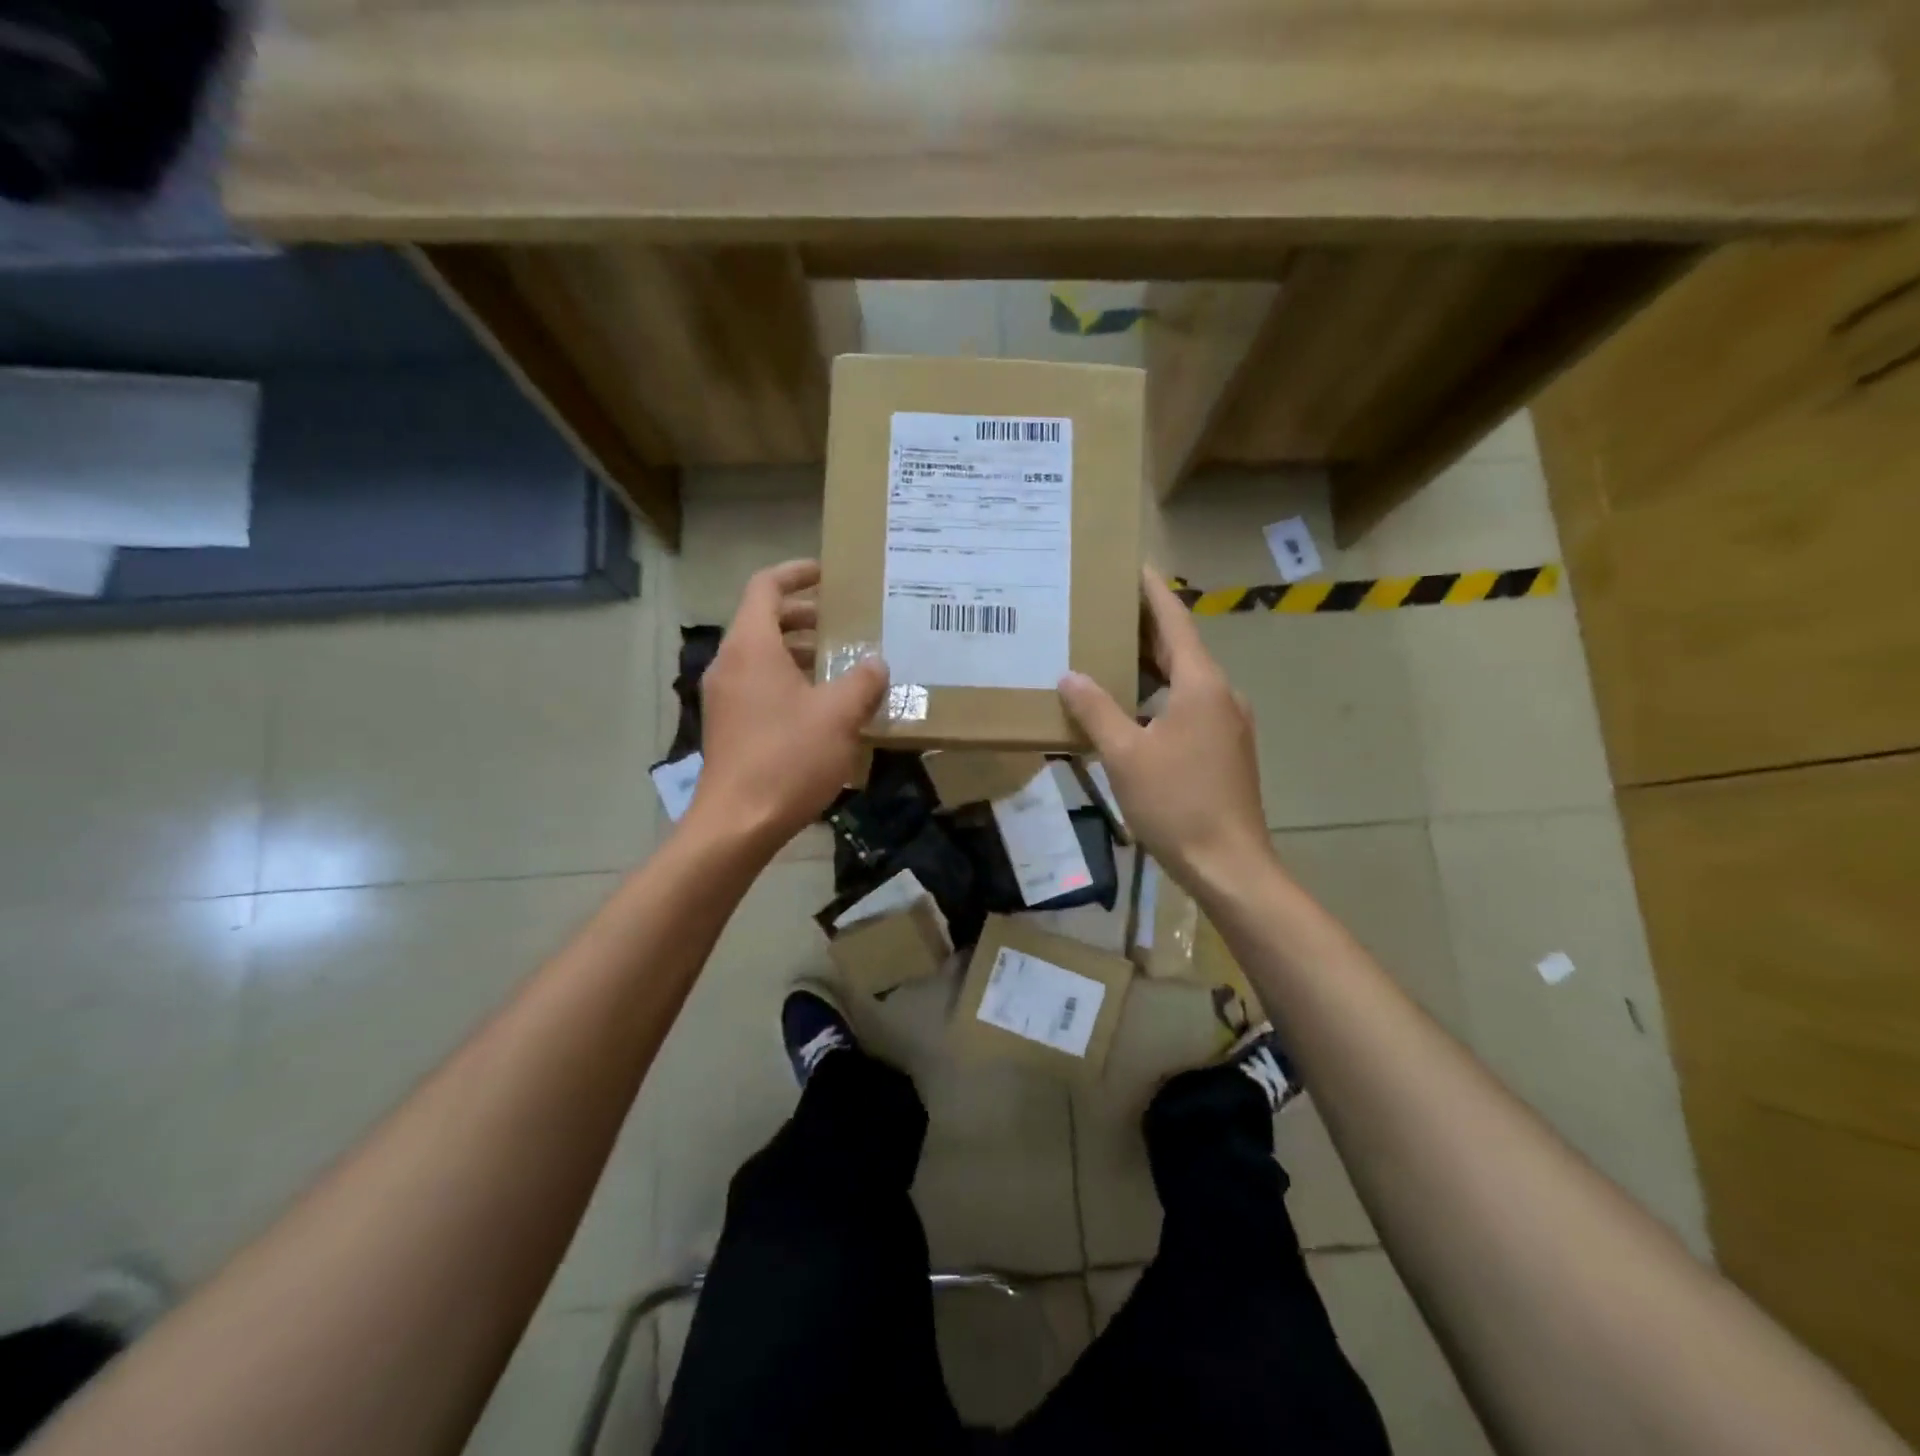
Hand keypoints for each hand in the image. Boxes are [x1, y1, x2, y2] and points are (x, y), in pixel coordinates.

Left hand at [687, 560, 887, 852]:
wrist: (738, 822)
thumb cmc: (788, 757)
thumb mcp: (839, 716)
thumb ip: (862, 681)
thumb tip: (875, 663)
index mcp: (751, 647)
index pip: (766, 587)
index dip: (796, 573)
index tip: (827, 575)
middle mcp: (730, 663)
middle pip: (762, 619)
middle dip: (802, 615)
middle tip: (841, 622)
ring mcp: (724, 696)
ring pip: (760, 655)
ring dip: (797, 650)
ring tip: (837, 663)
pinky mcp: (727, 725)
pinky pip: (756, 684)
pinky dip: (786, 679)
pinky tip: (819, 705)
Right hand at [1058, 566, 1275, 891]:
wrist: (1229, 863)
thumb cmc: (1177, 803)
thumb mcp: (1125, 754)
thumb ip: (1096, 710)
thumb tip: (1070, 676)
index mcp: (1201, 685)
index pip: (1174, 621)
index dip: (1152, 591)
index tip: (1133, 564)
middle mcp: (1221, 694)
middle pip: (1181, 648)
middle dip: (1145, 627)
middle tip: (1104, 608)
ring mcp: (1228, 723)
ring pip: (1185, 680)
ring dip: (1151, 664)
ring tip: (1109, 655)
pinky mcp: (1226, 748)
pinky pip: (1190, 706)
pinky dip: (1160, 695)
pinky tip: (1132, 710)